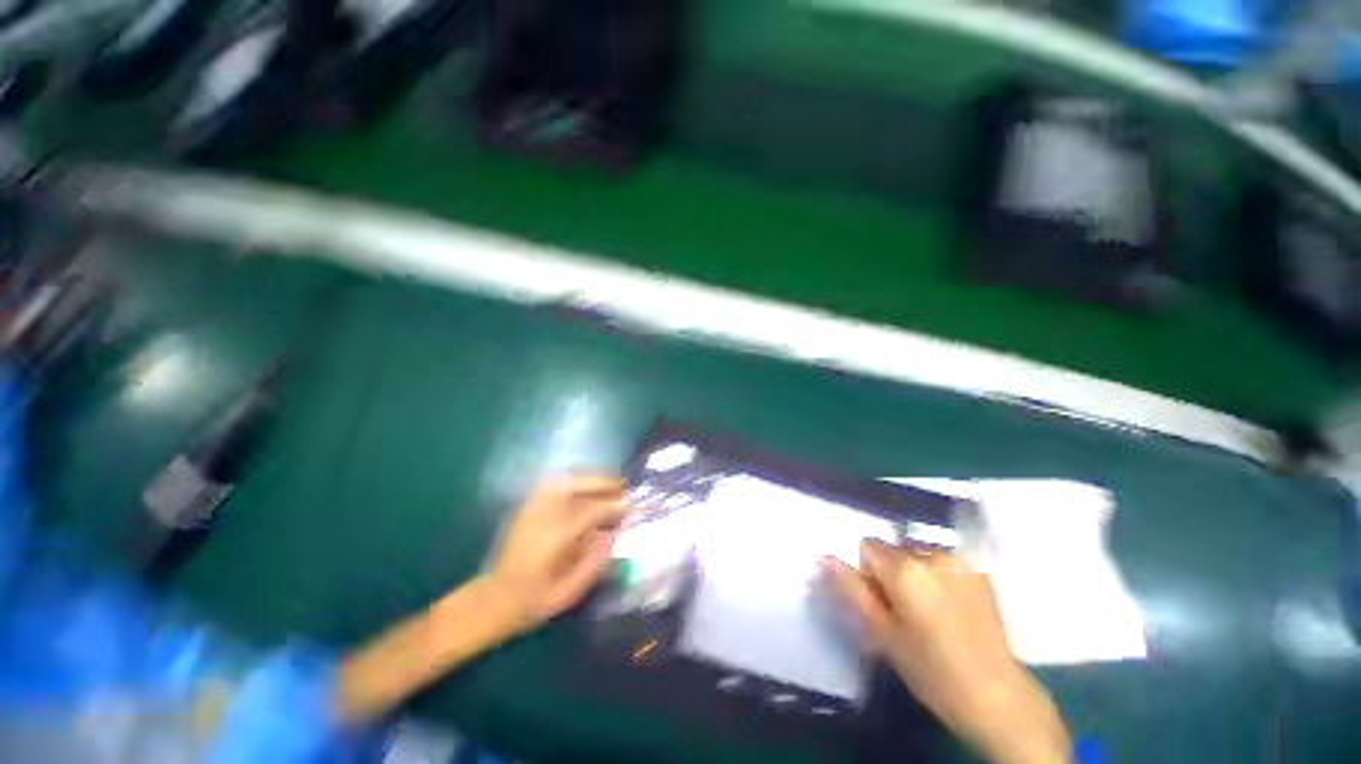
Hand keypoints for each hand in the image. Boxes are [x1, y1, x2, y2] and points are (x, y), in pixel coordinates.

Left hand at [337, 475, 628, 721]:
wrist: (489, 602)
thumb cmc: (530, 604)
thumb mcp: (568, 592)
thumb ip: (596, 561)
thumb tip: (615, 534)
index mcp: (555, 537)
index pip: (593, 509)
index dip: (616, 505)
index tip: (633, 505)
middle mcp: (543, 515)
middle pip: (578, 484)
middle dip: (604, 482)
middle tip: (623, 487)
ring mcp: (531, 508)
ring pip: (564, 479)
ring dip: (590, 478)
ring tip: (608, 485)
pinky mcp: (525, 508)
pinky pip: (552, 484)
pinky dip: (573, 480)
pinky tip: (584, 488)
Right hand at [825, 541, 1070, 763]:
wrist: (998, 697)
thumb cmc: (931, 671)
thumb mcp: (882, 634)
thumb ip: (851, 590)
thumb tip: (825, 557)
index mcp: (904, 568)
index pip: (867, 546)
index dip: (868, 574)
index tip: (882, 605)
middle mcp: (932, 553)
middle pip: (893, 549)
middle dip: (891, 573)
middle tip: (906, 614)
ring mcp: (960, 560)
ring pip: (917, 554)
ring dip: (915, 574)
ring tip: (932, 613)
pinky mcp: (980, 571)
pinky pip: (943, 562)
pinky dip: (939, 577)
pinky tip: (952, 609)